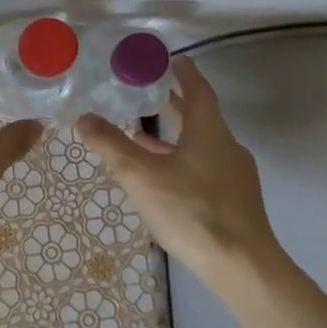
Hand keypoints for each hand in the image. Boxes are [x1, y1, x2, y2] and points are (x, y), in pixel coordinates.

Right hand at [75, 56, 283, 281]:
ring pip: (201, 146)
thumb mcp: (141, 176)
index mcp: (209, 131)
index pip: (198, 90)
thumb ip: (111, 145)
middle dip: (175, 106)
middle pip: (200, 118)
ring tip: (143, 137)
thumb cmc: (191, 210)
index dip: (184, 73)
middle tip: (149, 94)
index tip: (173, 60)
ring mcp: (235, 176)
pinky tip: (163, 179)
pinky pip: (205, 168)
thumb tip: (84, 118)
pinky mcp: (236, 202)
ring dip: (175, 138)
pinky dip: (183, 162)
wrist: (242, 267)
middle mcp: (227, 147)